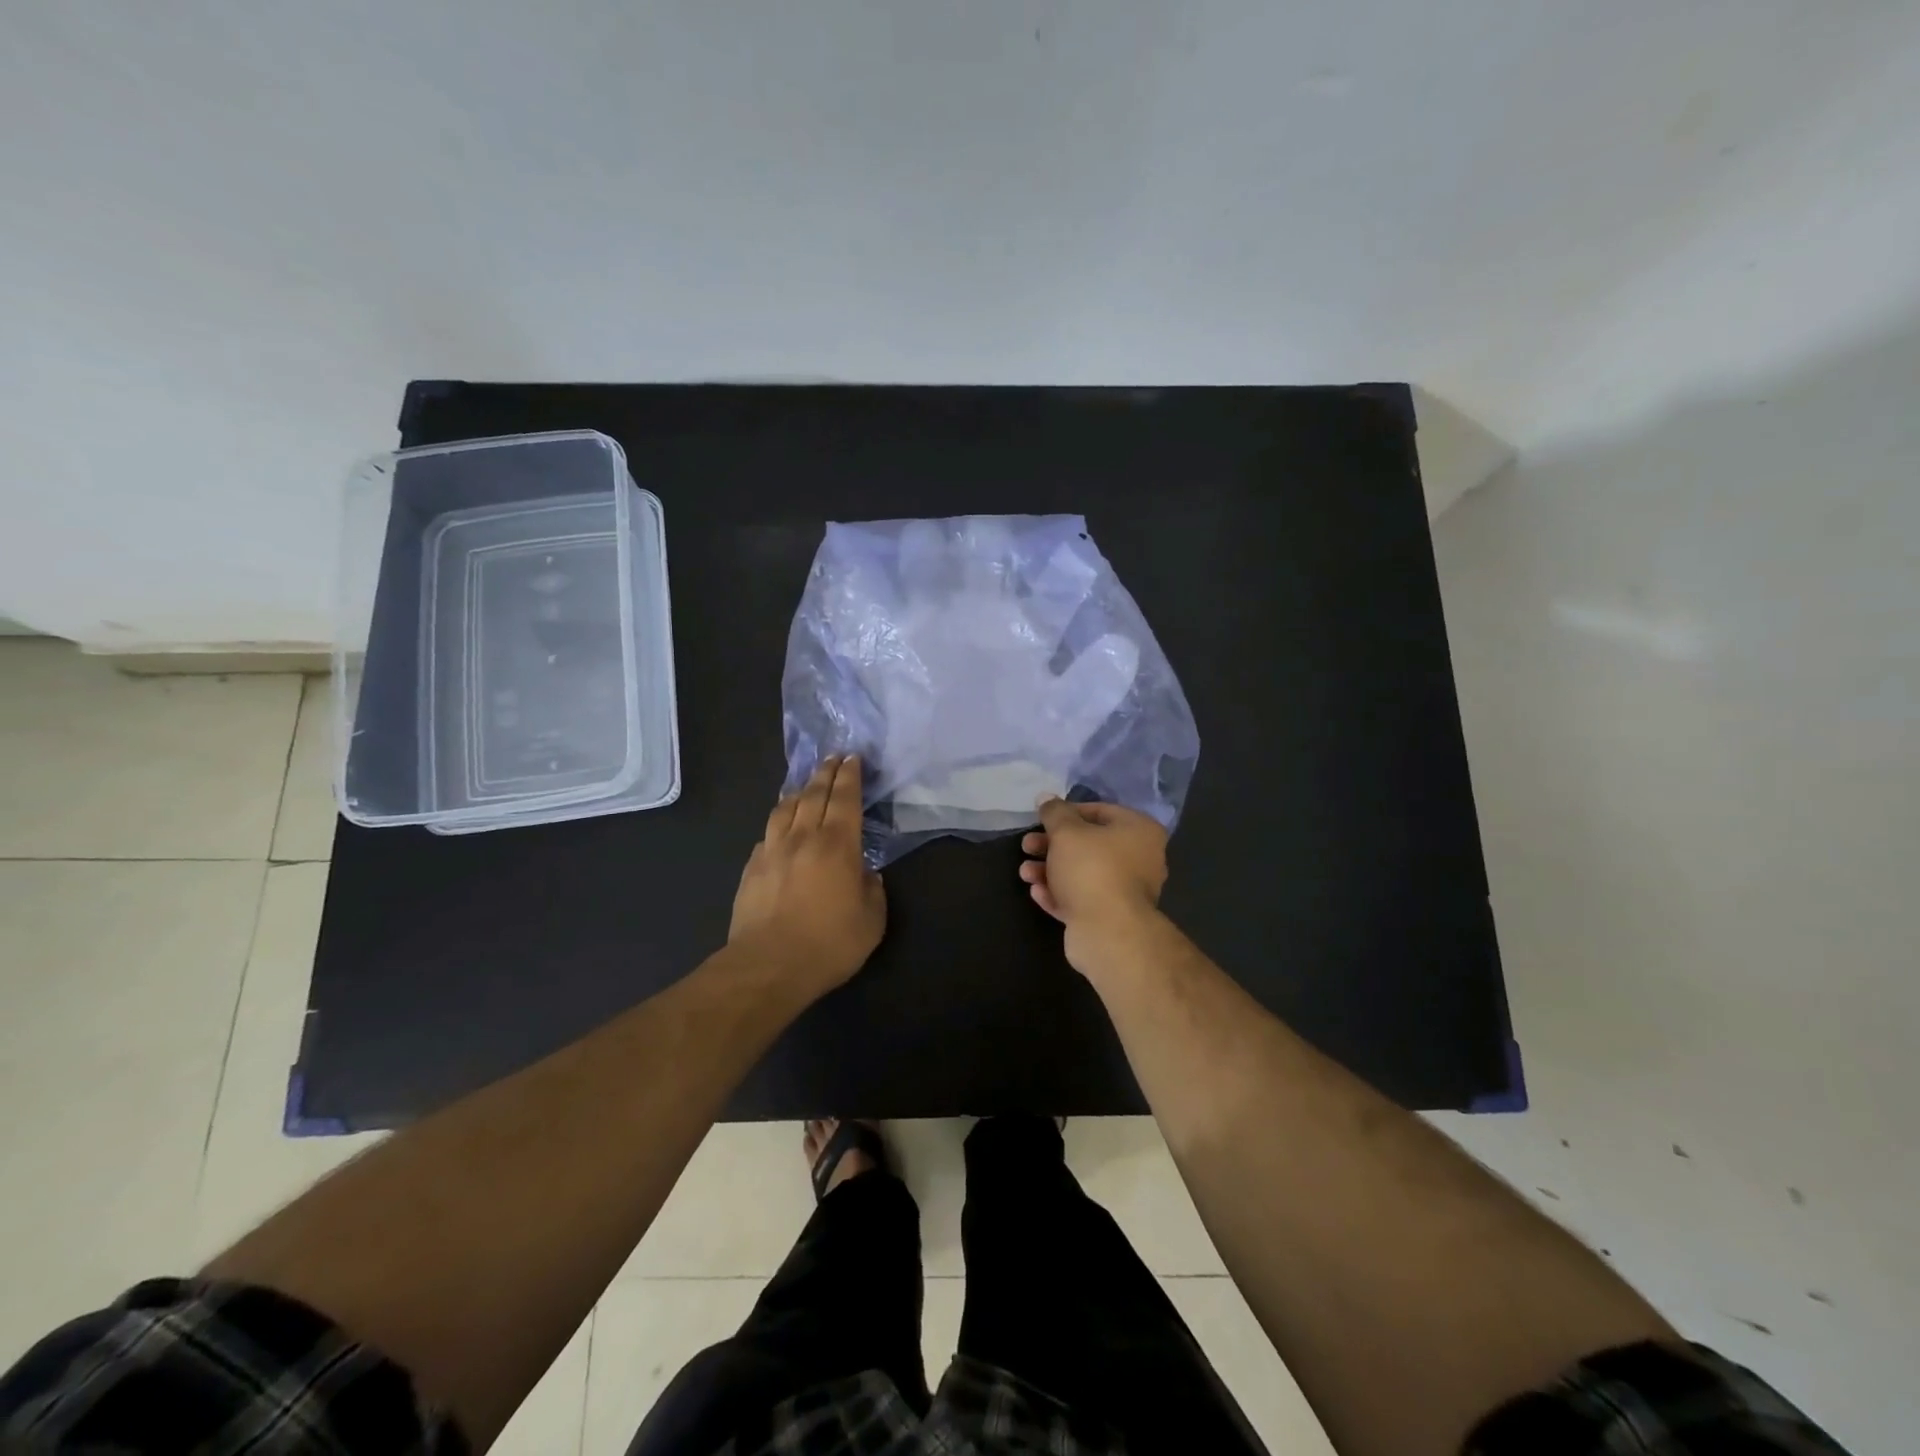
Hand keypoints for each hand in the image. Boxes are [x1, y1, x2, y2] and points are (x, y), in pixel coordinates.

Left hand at [729, 756, 884, 996]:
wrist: (768, 965)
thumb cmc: (829, 943)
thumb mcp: (871, 921)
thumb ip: (873, 890)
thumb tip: (866, 875)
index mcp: (838, 845)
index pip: (845, 798)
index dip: (850, 776)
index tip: (852, 758)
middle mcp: (804, 837)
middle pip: (814, 794)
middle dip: (825, 773)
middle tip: (833, 758)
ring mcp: (772, 851)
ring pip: (785, 809)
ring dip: (799, 791)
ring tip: (805, 785)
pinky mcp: (752, 868)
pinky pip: (767, 834)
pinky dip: (778, 822)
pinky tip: (780, 826)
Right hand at [1019, 797, 1167, 971]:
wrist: (1108, 932)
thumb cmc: (1091, 869)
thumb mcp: (1066, 832)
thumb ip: (1054, 812)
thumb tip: (1047, 798)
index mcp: (1139, 831)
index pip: (1100, 811)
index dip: (1066, 813)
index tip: (1042, 819)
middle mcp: (1140, 859)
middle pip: (1089, 845)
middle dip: (1052, 845)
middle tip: (1027, 846)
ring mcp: (1126, 891)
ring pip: (1082, 873)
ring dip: (1050, 870)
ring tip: (1024, 873)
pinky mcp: (1111, 917)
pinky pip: (1082, 898)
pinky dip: (1059, 893)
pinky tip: (1037, 892)